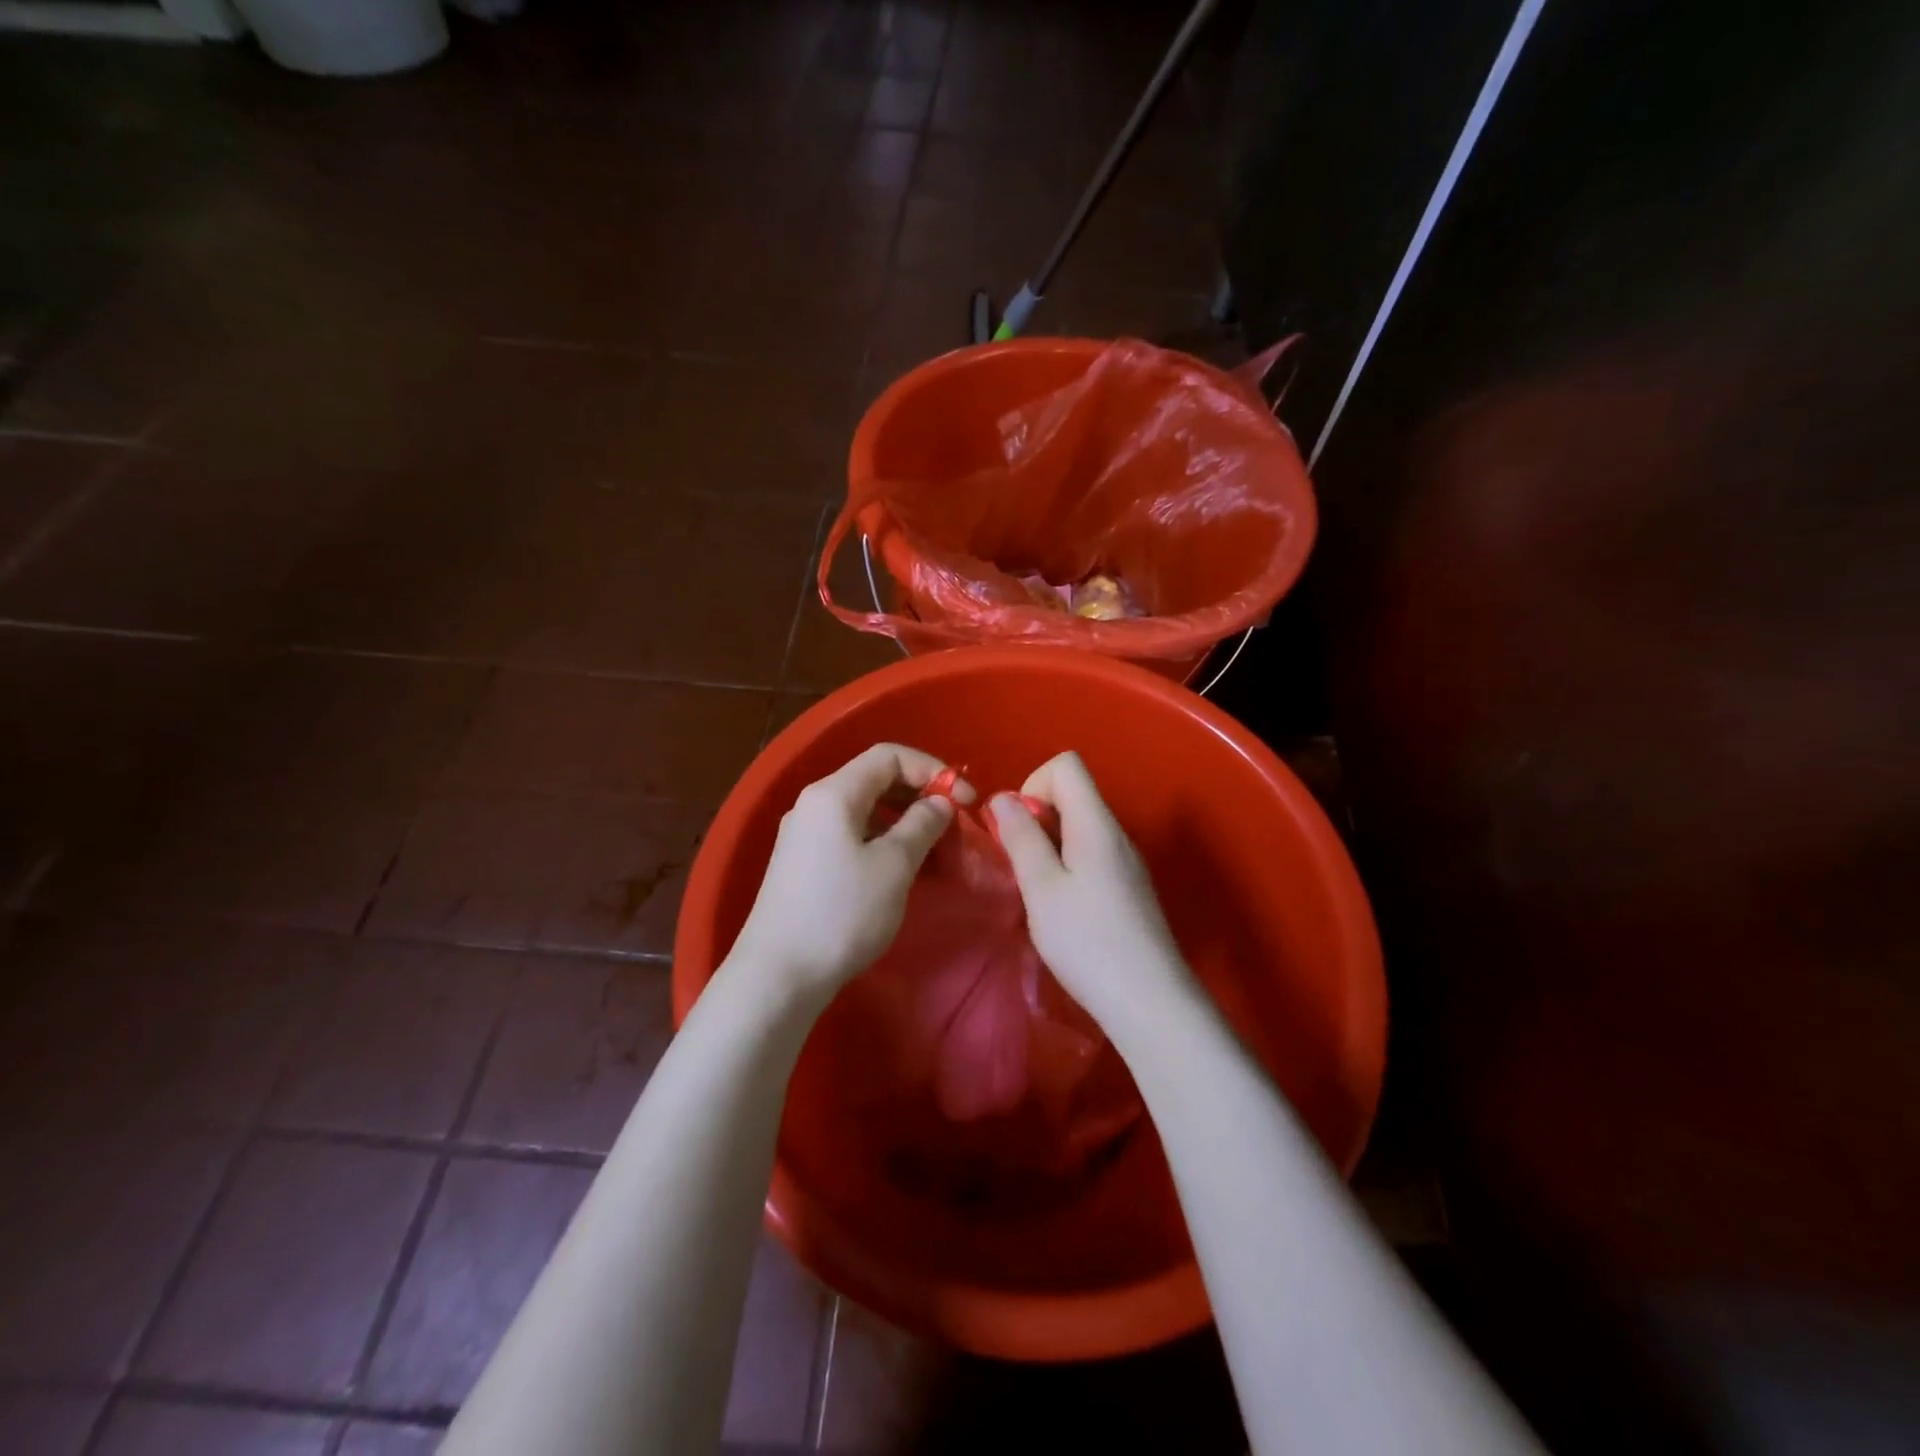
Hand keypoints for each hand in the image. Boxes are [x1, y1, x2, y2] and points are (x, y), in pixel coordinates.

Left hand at [731, 743, 971, 1003]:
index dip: (932, 769)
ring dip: (903, 818)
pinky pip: (850, 833)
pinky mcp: (802, 863)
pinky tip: (900, 866)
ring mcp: (804, 834)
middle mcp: (814, 803)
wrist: (778, 974)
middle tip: (953, 822)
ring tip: (933, 847)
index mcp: (834, 793)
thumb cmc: (842, 913)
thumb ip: (922, 824)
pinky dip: (881, 839)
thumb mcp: (894, 865)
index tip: (965, 800)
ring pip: (864, 809)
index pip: (889, 755)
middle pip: (874, 778)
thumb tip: (939, 803)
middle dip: (919, 793)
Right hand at [990, 751, 1198, 1034]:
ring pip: (1080, 827)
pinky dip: (1067, 866)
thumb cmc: (1087, 941)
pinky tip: (1061, 909)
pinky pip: (1092, 854)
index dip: (1033, 784)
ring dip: (1049, 844)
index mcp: (1096, 823)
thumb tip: (1002, 798)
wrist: (1149, 1001)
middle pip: (1074, 794)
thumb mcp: (1041, 888)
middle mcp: (1116, 833)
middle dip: (1036, 817)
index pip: (1066, 765)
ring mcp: (1127, 862)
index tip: (1018, 828)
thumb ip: (1021, 838)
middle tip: (1020, 863)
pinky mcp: (1129, 888)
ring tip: (1037, 890)